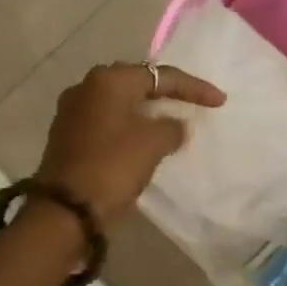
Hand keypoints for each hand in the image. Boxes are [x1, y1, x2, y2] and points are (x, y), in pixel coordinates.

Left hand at [36, 63, 224, 229]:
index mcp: (108, 80)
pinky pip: (106, 122)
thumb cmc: (113, 166)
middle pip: (135, 83)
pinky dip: (127, 126)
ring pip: (119, 103)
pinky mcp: (67, 135)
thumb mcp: (153, 144)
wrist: (66, 209)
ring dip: (145, 110)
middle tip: (192, 102)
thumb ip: (172, 128)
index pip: (160, 76)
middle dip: (165, 93)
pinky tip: (143, 138)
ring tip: (171, 120)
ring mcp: (72, 111)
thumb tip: (175, 125)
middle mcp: (86, 87)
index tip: (220, 101)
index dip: (193, 87)